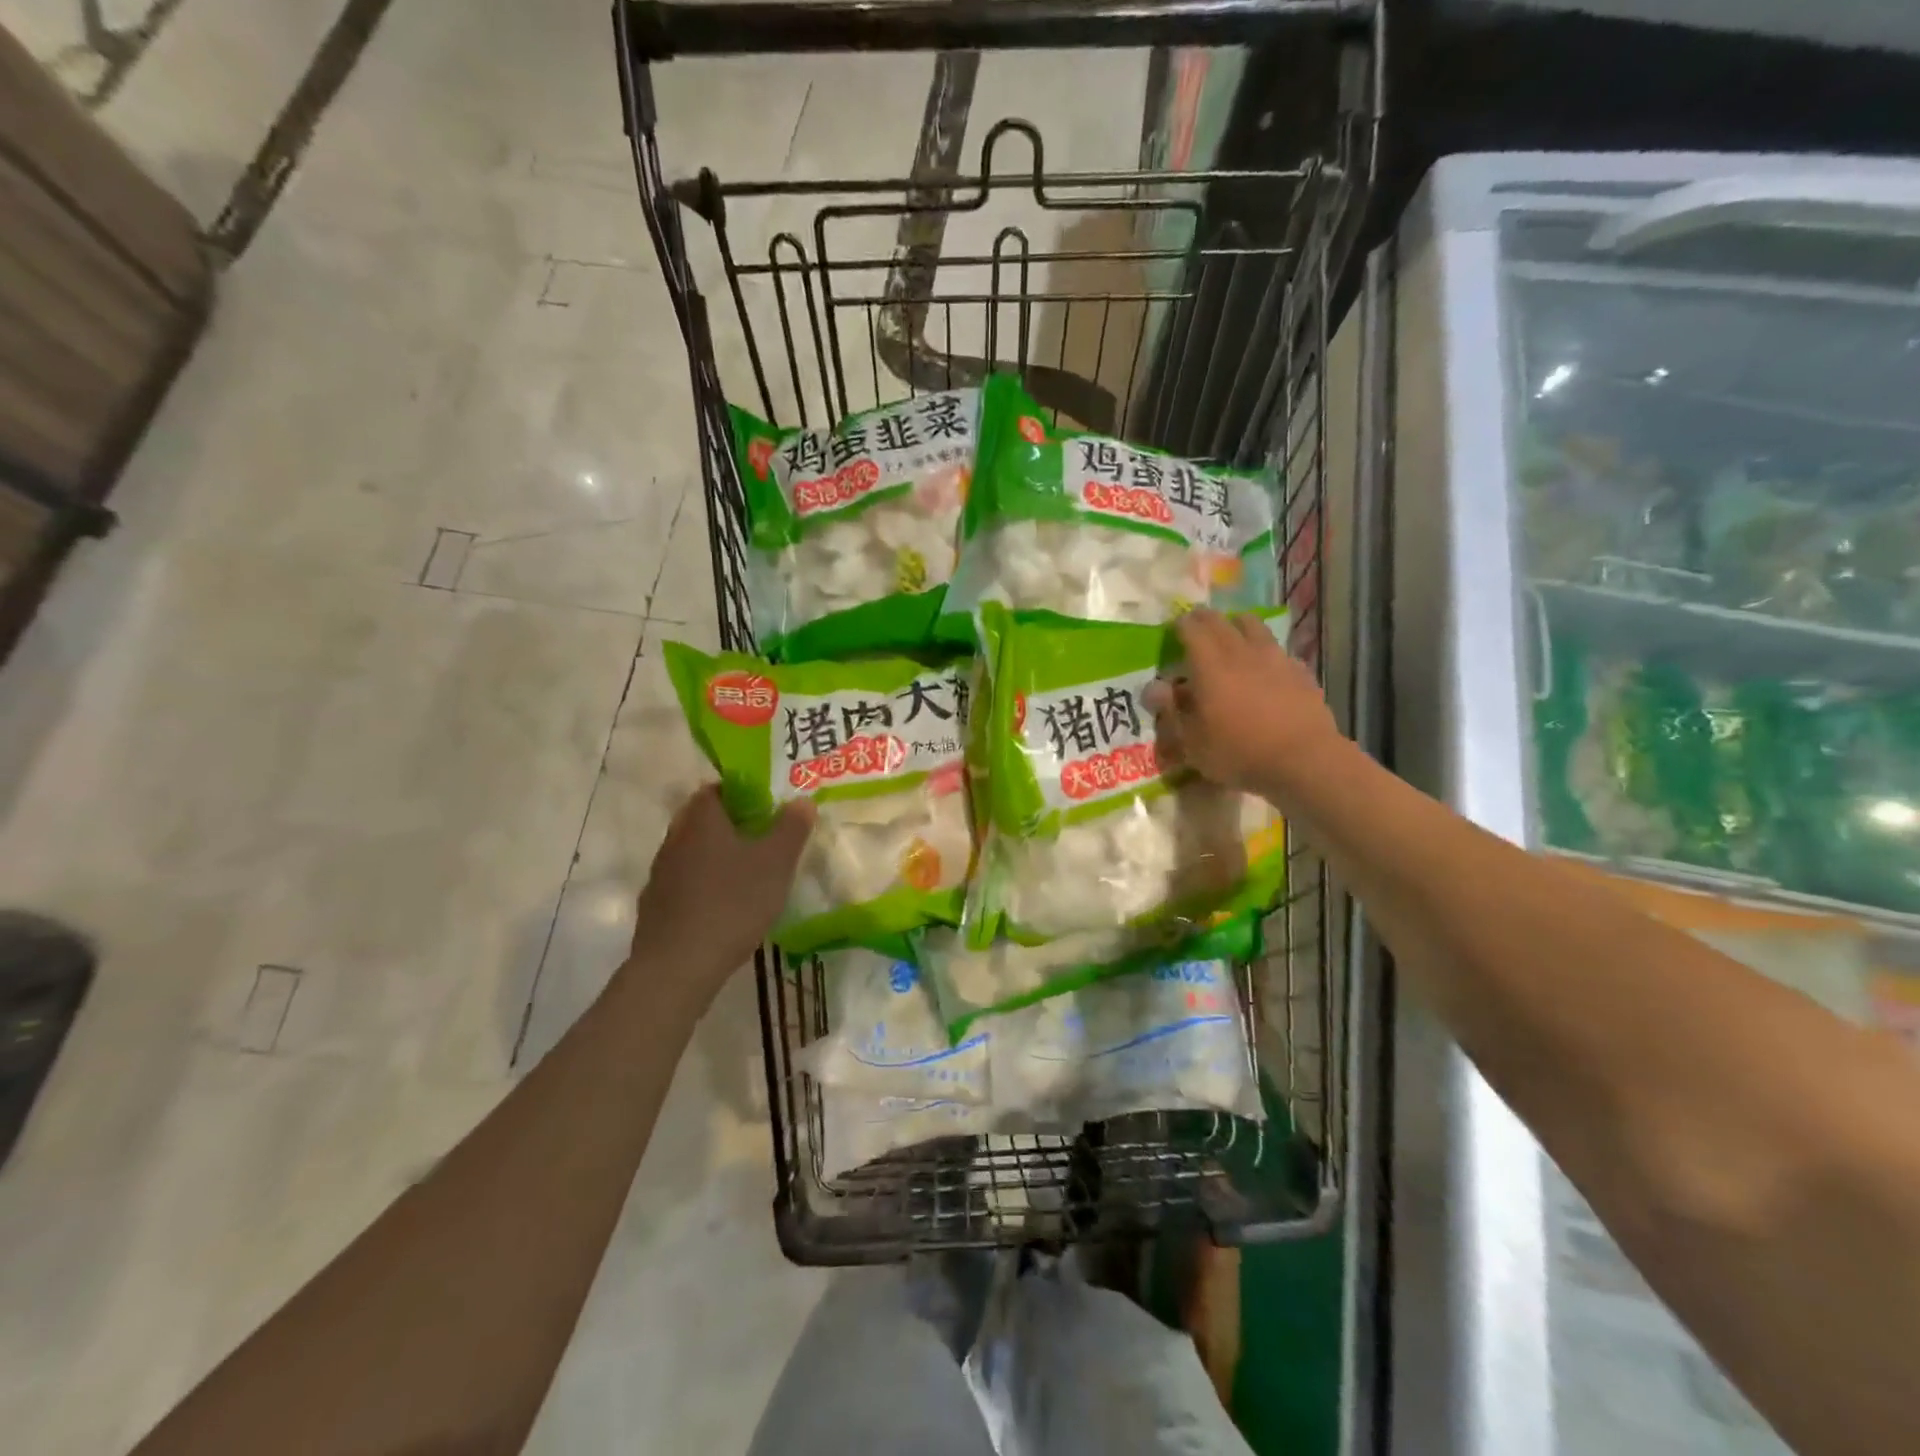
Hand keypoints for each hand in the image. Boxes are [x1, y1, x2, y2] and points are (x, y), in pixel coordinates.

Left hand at [630, 785, 814, 993]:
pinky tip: (723, 907)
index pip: (715, 789)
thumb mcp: (776, 863)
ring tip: (746, 875)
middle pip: (701, 820)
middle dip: (730, 825)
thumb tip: (802, 801)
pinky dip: (702, 886)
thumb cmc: (732, 903)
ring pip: (691, 852)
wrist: (678, 965)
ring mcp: (660, 874)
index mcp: (702, 821)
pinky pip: (683, 883)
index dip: (740, 793)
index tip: (765, 808)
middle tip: (762, 839)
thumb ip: (792, 828)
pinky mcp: (655, 906)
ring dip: (715, 856)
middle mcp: (675, 839)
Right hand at [1143, 609, 1340, 798]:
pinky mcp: (1300, 671)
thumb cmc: (1238, 753)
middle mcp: (1242, 652)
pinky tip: (1265, 667)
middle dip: (1204, 619)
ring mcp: (1275, 658)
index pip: (1191, 629)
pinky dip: (1264, 651)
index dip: (1180, 625)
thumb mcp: (1192, 742)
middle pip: (1221, 621)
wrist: (1303, 760)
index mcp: (1210, 665)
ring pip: (1253, 626)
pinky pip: (1277, 649)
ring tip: (1232, 635)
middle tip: (1196, 625)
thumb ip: (1171, 711)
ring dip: (1237, 625)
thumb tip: (1154, 687)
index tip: (1173, 628)